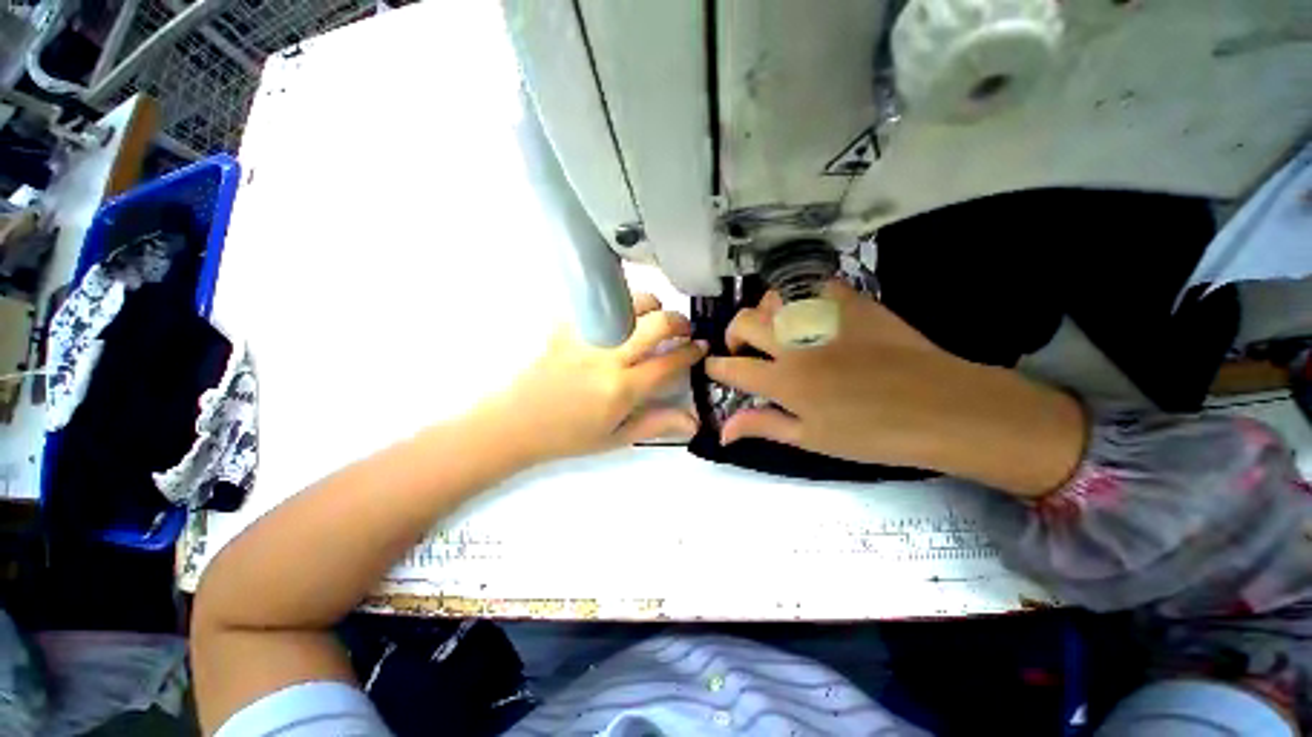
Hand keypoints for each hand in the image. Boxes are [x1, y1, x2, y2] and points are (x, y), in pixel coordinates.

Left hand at [487, 293, 706, 464]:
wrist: (516, 423)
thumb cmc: (570, 436)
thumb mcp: (617, 438)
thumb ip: (658, 424)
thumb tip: (696, 421)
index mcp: (622, 389)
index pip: (669, 361)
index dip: (692, 352)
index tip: (701, 347)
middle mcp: (608, 357)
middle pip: (656, 323)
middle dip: (679, 321)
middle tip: (683, 330)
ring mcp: (586, 337)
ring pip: (630, 304)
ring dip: (651, 307)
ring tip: (653, 320)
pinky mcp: (567, 326)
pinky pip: (599, 304)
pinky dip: (618, 306)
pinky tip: (620, 320)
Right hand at [705, 281, 1085, 495]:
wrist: (942, 409)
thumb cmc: (873, 434)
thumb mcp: (811, 438)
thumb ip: (763, 426)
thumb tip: (722, 431)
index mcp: (783, 381)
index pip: (731, 367)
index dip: (715, 367)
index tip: (714, 367)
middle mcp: (795, 343)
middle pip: (743, 322)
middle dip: (732, 335)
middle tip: (743, 350)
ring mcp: (824, 318)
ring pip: (774, 299)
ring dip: (765, 314)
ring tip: (776, 331)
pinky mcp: (852, 303)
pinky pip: (815, 286)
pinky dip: (803, 296)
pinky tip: (810, 314)